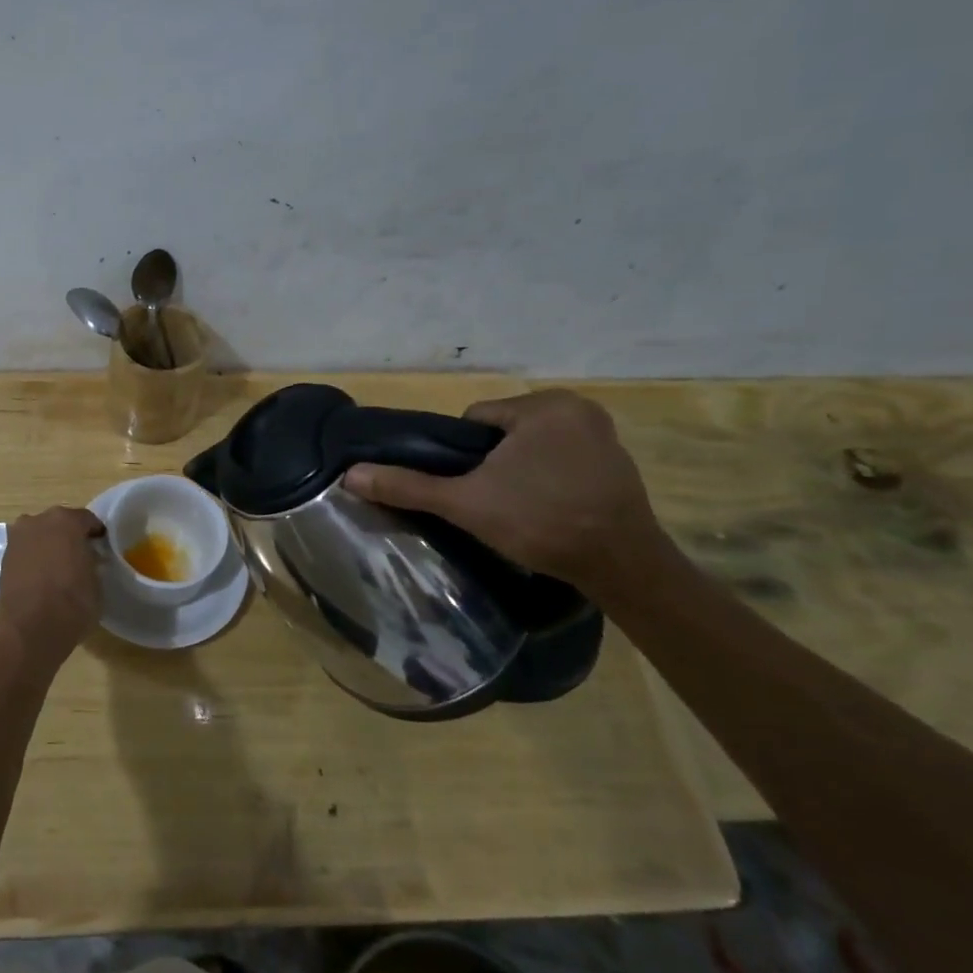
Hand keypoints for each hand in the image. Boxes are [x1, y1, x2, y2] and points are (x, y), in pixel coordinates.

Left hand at [0, 506, 104, 669]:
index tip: (102, 548)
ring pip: (39, 536)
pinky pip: (25, 552)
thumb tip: (87, 559)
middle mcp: (37, 521)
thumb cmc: (72, 603)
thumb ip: (92, 562)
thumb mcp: (96, 581)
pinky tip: (41, 578)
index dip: (96, 534)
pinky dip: (33, 560)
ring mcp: (16, 539)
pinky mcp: (3, 559)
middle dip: (69, 537)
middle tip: (80, 557)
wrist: (30, 630)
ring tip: (58, 569)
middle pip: (59, 524)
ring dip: (48, 546)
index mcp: (65, 521)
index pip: (87, 520)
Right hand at [343, 390, 670, 598]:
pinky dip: (550, 478)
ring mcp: (605, 435)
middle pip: (505, 431)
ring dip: (520, 470)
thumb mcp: (465, 504)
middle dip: (493, 463)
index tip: (472, 489)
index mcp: (545, 405)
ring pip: (533, 446)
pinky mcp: (620, 462)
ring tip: (519, 509)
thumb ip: (408, 486)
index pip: (477, 419)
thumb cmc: (540, 522)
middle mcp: (579, 408)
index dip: (463, 456)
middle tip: (493, 502)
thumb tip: (350, 475)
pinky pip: (563, 459)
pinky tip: (548, 508)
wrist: (622, 567)